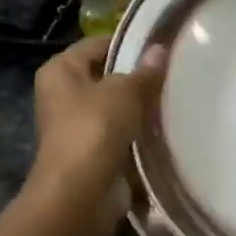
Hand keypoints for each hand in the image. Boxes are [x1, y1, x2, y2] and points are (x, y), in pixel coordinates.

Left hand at [25, 35, 163, 223]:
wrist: (80, 193)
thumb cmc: (95, 128)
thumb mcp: (126, 91)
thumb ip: (145, 71)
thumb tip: (160, 49)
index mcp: (60, 70)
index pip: (98, 44)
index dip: (128, 42)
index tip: (161, 44)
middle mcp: (62, 94)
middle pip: (106, 75)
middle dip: (136, 75)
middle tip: (172, 69)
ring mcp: (76, 125)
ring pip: (115, 105)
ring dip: (139, 105)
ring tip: (174, 94)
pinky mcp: (92, 151)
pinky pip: (120, 131)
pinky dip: (138, 130)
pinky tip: (165, 124)